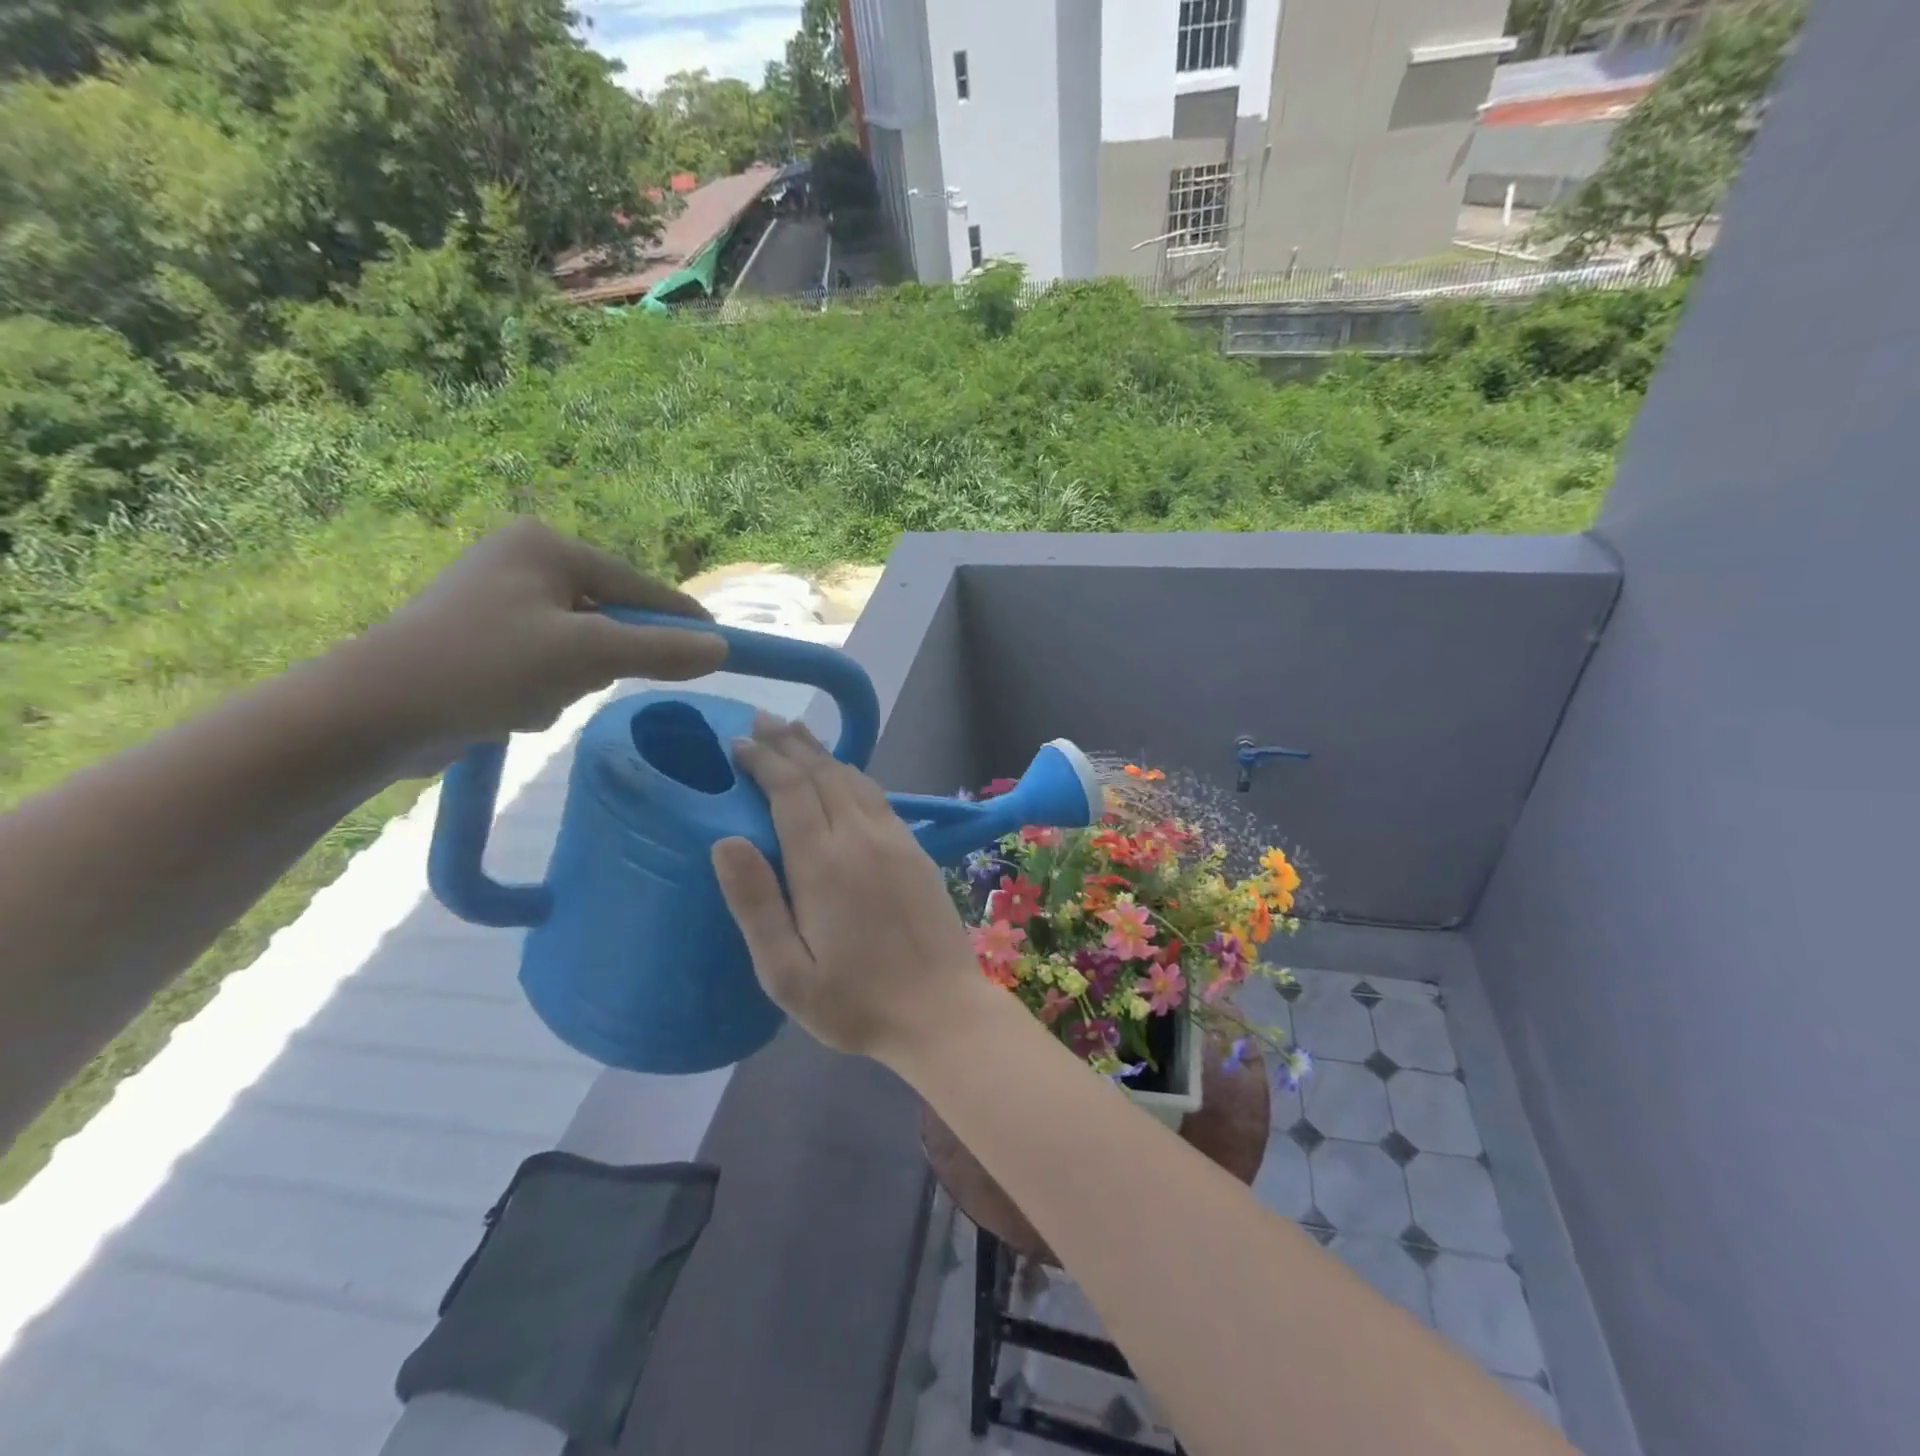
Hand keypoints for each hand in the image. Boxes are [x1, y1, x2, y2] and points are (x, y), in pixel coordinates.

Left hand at [351, 519, 727, 768]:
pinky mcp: (484, 639)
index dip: (680, 618)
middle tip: (584, 681)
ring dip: (572, 680)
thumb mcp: (587, 656)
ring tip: (536, 698)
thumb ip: (660, 650)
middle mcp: (523, 562)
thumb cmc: (486, 666)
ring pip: (580, 647)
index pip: (638, 585)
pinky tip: (513, 706)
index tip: (720, 645)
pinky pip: (548, 663)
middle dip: (603, 659)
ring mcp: (500, 600)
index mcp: (546, 546)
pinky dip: (544, 689)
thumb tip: (721, 648)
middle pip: (609, 618)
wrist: (373, 714)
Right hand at [711, 714, 986, 1062]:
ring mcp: (896, 839)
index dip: (763, 760)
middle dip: (789, 743)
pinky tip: (842, 776)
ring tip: (795, 735)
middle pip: (822, 772)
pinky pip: (878, 796)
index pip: (789, 790)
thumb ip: (756, 903)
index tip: (737, 743)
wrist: (941, 1011)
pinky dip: (851, 775)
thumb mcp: (786, 973)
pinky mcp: (916, 849)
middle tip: (761, 720)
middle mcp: (861, 837)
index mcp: (824, 863)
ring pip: (854, 778)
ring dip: (821, 753)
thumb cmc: (855, 1003)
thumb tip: (725, 841)